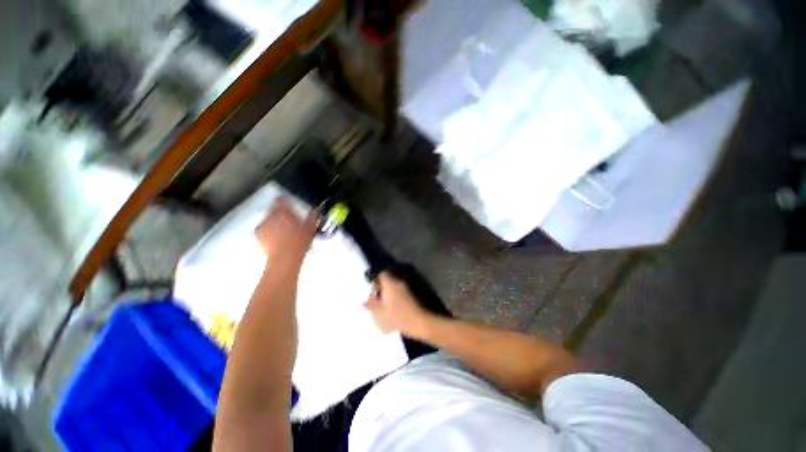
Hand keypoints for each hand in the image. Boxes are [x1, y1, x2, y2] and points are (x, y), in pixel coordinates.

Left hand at [255, 198, 317, 268]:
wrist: (285, 258)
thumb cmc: (298, 243)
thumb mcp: (310, 228)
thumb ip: (312, 216)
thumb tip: (315, 210)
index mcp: (283, 212)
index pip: (281, 200)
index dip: (285, 200)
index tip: (288, 203)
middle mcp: (270, 216)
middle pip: (274, 209)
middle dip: (280, 213)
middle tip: (288, 219)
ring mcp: (263, 225)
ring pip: (268, 218)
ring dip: (274, 221)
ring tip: (283, 229)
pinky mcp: (258, 234)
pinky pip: (263, 228)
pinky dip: (269, 230)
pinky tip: (276, 236)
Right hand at [364, 272, 430, 336]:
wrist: (419, 322)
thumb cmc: (398, 317)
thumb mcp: (382, 312)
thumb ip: (373, 305)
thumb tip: (364, 302)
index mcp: (390, 284)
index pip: (381, 274)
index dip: (375, 280)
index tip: (372, 291)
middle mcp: (398, 283)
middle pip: (387, 280)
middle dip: (380, 289)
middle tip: (375, 301)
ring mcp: (405, 289)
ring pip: (392, 287)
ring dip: (387, 294)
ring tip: (382, 307)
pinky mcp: (410, 295)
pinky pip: (398, 292)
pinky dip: (393, 298)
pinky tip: (391, 309)